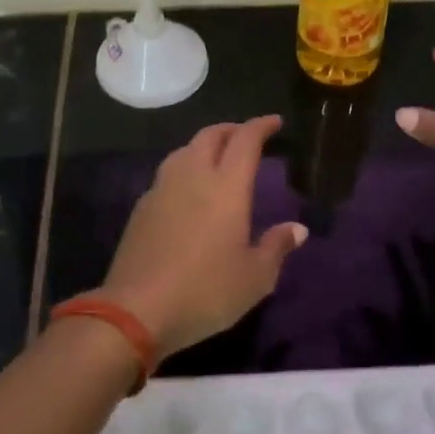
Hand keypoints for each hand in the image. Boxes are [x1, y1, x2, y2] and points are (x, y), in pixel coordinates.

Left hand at [102, 115, 307, 359]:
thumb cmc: (205, 291)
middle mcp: (193, 176)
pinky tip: (188, 190)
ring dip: (204, 145)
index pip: (245, 140)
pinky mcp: (142, 207)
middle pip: (211, 135)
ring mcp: (162, 189)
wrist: (136, 310)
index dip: (261, 126)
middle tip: (247, 136)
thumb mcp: (255, 278)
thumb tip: (297, 229)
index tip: (274, 122)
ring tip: (217, 158)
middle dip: (232, 129)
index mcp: (226, 186)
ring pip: (184, 150)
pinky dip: (185, 169)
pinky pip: (168, 173)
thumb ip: (276, 247)